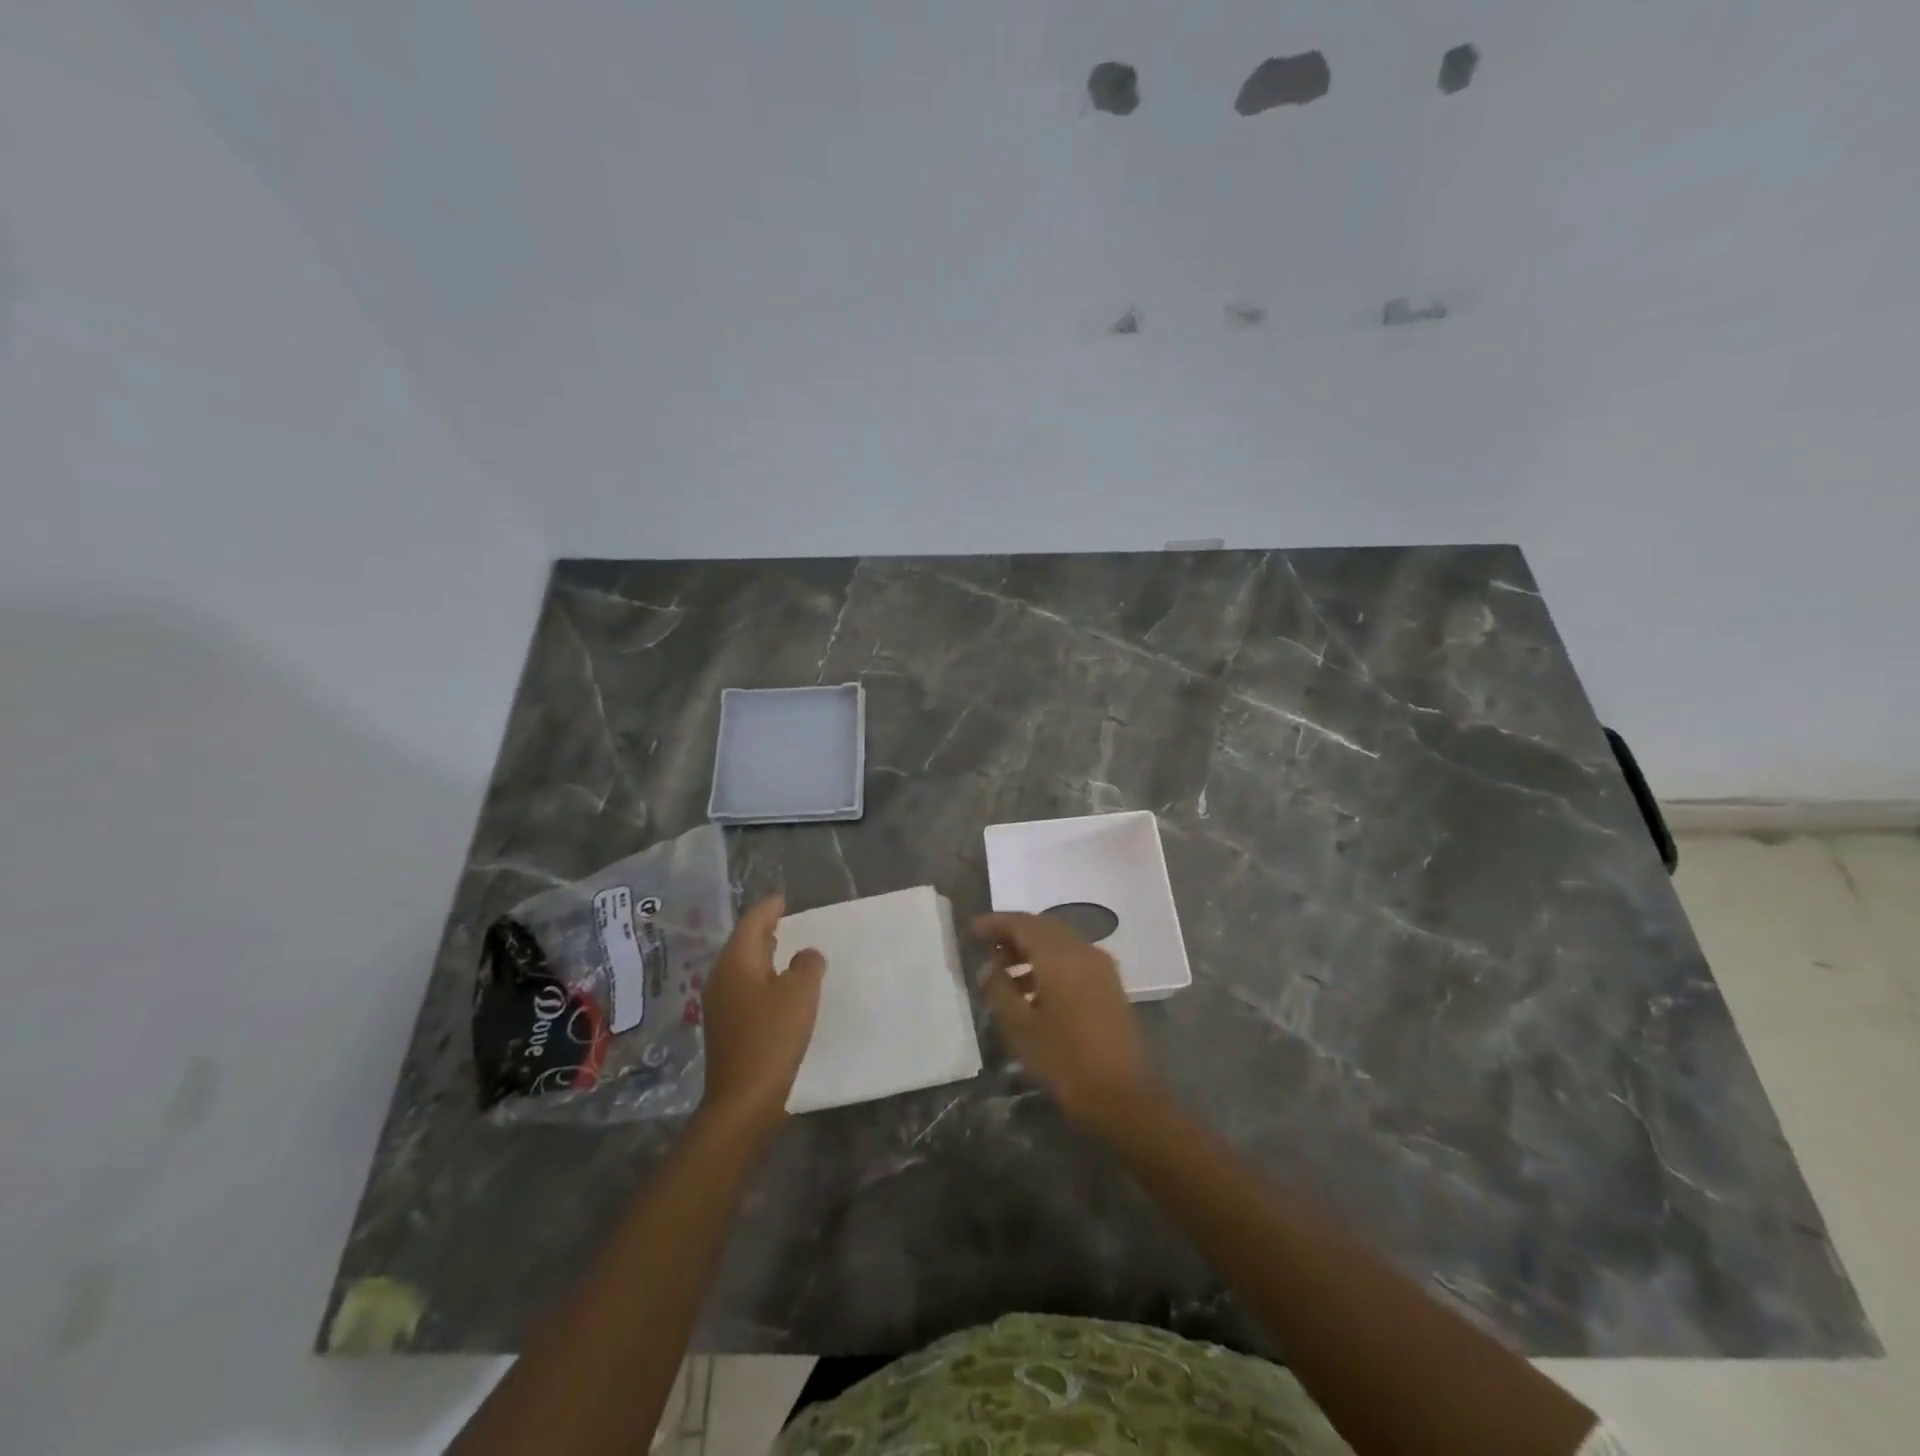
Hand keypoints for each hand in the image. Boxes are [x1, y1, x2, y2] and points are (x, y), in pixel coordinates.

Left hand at [699, 895, 826, 1136]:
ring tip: (787, 949)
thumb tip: (806, 955)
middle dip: (764, 929)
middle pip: (743, 943)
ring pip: (743, 967)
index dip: (769, 908)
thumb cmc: (773, 1036)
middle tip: (787, 919)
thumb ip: (807, 964)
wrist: (743, 1098)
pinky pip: (745, 988)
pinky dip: (762, 978)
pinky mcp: (727, 1027)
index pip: (752, 922)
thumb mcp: (801, 992)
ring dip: (764, 955)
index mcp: (737, 962)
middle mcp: (722, 977)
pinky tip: (779, 988)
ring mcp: (720, 1004)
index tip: (784, 898)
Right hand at [974, 912, 1164, 1134]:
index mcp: (1060, 956)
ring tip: (1003, 972)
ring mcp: (1100, 967)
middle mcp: (1083, 951)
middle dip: (1013, 933)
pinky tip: (1032, 989)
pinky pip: (1073, 958)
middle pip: (1043, 927)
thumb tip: (988, 967)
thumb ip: (999, 990)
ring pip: (1059, 942)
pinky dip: (1049, 962)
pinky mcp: (1109, 984)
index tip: (972, 930)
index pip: (1022, 923)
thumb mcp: (1021, 1028)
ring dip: (1031, 949)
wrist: (1125, 1096)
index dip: (995, 923)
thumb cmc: (1066, 1061)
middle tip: (986, 947)